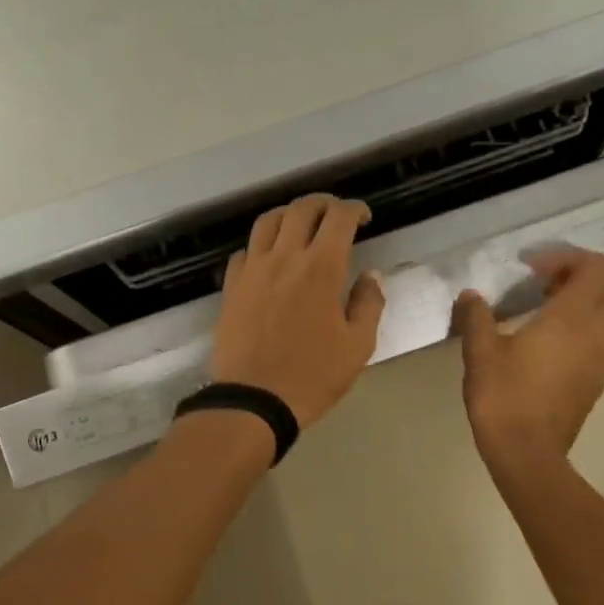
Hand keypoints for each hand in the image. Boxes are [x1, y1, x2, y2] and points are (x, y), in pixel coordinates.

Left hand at [210, 195, 385, 429]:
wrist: (254, 400)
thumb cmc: (313, 376)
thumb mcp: (358, 346)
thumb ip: (368, 304)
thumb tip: (371, 276)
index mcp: (321, 268)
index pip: (339, 217)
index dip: (355, 209)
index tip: (364, 218)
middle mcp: (285, 257)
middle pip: (302, 209)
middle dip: (324, 203)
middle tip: (336, 216)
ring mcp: (253, 269)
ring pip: (268, 221)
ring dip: (290, 215)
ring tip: (302, 226)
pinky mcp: (232, 286)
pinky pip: (245, 250)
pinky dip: (262, 245)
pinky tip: (270, 259)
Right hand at [455, 247, 603, 467]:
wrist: (528, 453)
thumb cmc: (504, 397)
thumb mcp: (480, 352)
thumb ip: (476, 316)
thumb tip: (470, 296)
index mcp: (573, 318)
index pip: (596, 267)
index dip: (567, 257)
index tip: (531, 268)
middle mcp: (598, 332)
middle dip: (584, 274)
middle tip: (545, 282)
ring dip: (592, 299)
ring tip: (552, 307)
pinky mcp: (600, 378)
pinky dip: (592, 324)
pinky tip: (555, 339)